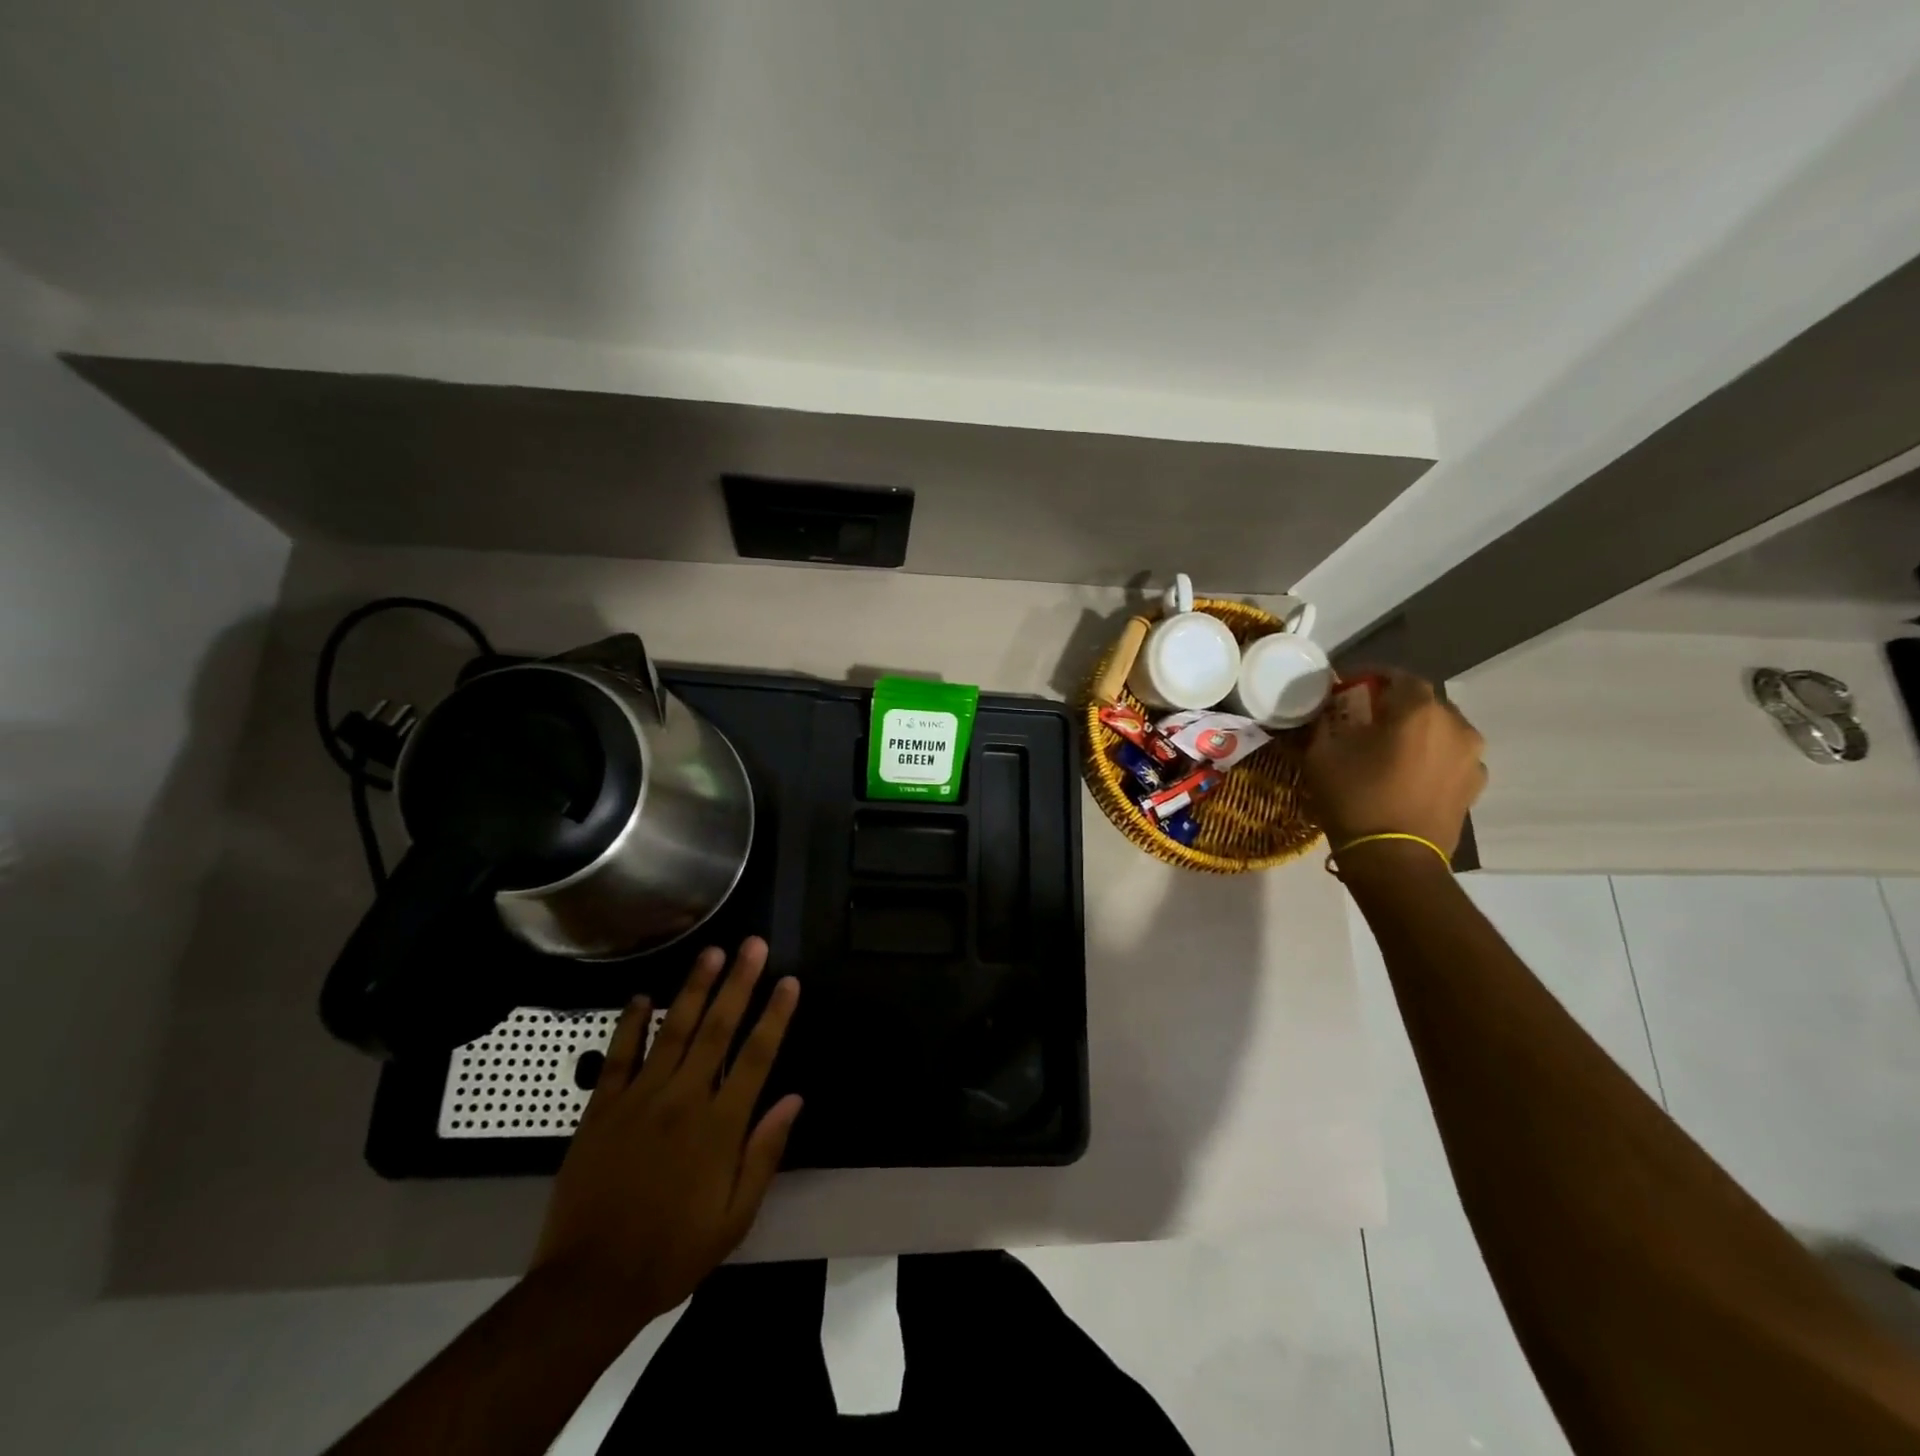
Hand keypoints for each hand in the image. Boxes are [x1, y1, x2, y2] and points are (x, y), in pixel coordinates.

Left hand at [530, 937, 801, 1322]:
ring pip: (672, 1030)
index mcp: (720, 1127)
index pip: (756, 1057)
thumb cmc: (672, 1253)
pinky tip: (640, 996)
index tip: (788, 981)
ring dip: (693, 988)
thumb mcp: (734, 1217)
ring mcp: (639, 1099)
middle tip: (753, 945)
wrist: (589, 1285)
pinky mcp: (601, 1109)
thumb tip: (794, 1099)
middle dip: (738, 983)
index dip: (775, 1015)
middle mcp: (683, 1100)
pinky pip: (619, 1056)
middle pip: (717, 1029)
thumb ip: (765, 1153)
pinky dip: (630, 1024)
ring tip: (711, 952)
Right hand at [1297, 667, 1487, 858]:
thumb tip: (1325, 712)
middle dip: (1394, 705)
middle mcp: (1455, 725)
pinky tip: (1407, 774)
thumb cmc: (1355, 799)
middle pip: (1423, 702)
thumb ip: (1324, 723)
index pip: (1398, 676)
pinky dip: (1430, 757)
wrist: (1394, 859)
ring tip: (1387, 748)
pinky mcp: (1475, 785)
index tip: (1347, 687)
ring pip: (1440, 729)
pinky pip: (1450, 757)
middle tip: (1364, 719)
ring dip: (1415, 731)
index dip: (1371, 677)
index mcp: (1418, 710)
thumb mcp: (1321, 755)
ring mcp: (1472, 757)